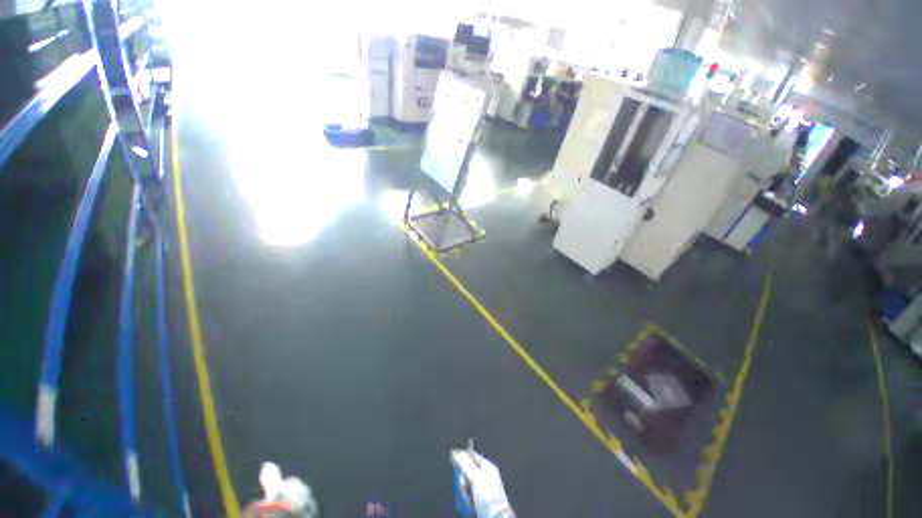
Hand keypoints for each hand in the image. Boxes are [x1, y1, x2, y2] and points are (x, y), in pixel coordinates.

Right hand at [451, 450, 514, 517]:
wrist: (495, 517)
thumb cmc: (489, 497)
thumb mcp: (476, 478)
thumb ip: (465, 464)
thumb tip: (455, 452)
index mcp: (487, 465)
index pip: (471, 455)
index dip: (462, 458)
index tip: (455, 464)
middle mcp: (485, 474)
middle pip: (467, 470)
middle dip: (463, 479)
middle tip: (465, 486)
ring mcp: (482, 486)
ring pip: (466, 482)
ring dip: (464, 490)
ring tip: (469, 497)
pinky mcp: (479, 497)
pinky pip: (468, 492)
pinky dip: (467, 497)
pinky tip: (470, 501)